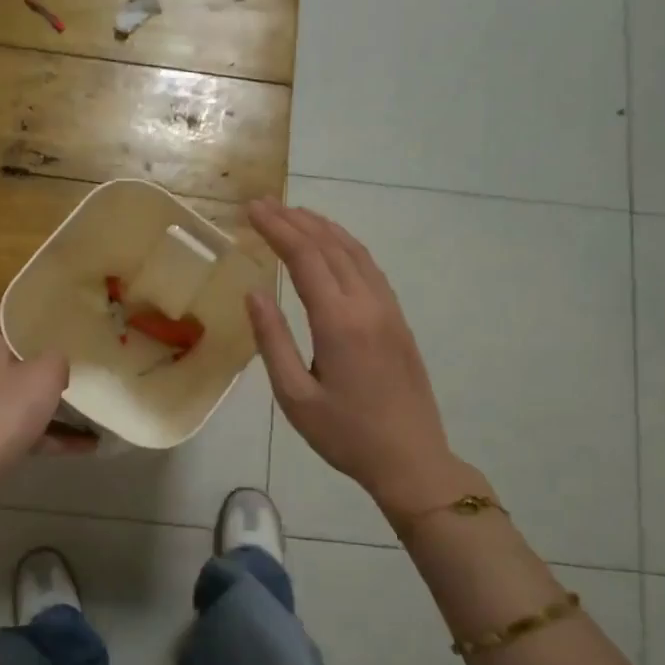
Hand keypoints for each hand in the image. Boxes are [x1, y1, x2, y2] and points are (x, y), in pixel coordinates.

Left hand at [0, 308, 85, 532]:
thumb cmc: (0, 412)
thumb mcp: (44, 376)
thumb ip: (57, 359)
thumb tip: (57, 362)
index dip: (21, 308)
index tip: (50, 310)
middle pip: (7, 353)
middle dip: (38, 355)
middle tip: (71, 353)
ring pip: (16, 394)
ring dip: (49, 401)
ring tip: (88, 403)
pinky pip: (20, 428)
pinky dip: (48, 434)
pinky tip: (85, 445)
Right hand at [245, 200, 486, 526]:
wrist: (411, 460)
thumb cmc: (345, 435)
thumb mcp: (295, 396)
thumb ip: (272, 341)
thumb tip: (253, 293)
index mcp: (339, 322)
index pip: (305, 258)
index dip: (277, 229)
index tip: (252, 209)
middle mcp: (368, 305)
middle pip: (331, 246)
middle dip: (296, 220)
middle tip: (264, 204)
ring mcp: (389, 310)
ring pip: (355, 252)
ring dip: (323, 228)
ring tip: (294, 214)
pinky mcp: (398, 320)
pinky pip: (370, 268)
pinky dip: (345, 246)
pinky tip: (332, 247)